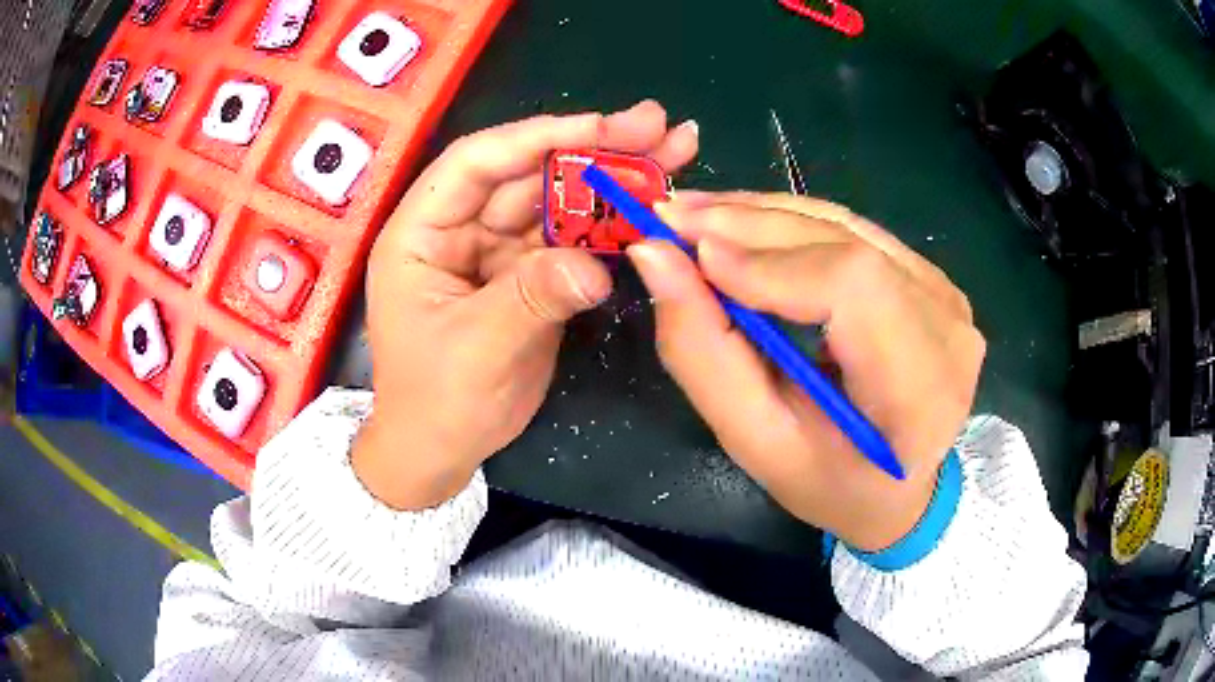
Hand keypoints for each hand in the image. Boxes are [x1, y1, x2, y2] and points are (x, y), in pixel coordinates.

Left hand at [354, 102, 699, 509]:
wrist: (441, 451)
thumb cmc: (436, 402)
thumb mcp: (477, 350)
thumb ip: (533, 298)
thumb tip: (597, 266)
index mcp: (420, 234)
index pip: (476, 163)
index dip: (537, 137)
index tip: (601, 126)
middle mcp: (460, 229)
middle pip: (528, 173)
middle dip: (591, 148)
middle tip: (655, 123)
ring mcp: (498, 251)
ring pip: (558, 202)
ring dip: (612, 179)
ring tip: (672, 149)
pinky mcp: (530, 275)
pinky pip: (573, 240)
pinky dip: (612, 225)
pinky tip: (653, 205)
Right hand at [629, 192, 984, 550]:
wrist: (899, 489)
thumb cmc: (829, 483)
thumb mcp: (756, 442)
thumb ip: (702, 354)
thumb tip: (654, 257)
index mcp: (921, 392)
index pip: (854, 291)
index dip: (770, 263)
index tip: (692, 255)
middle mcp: (948, 329)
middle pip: (847, 244)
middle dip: (750, 224)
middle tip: (671, 216)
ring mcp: (947, 295)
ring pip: (846, 226)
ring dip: (764, 215)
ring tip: (696, 216)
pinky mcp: (932, 277)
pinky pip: (856, 232)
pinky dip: (793, 224)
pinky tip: (745, 225)